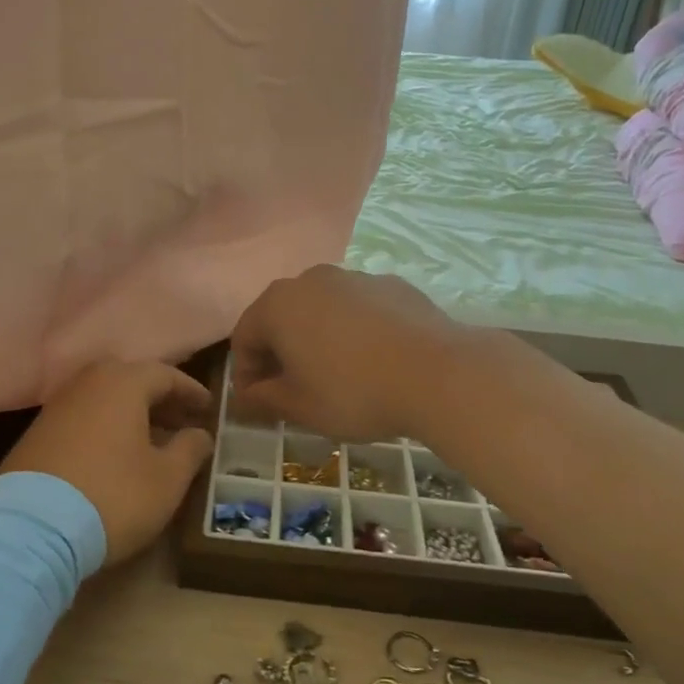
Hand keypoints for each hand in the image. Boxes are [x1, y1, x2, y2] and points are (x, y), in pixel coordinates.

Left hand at [0, 360, 214, 563]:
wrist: (32, 528)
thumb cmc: (114, 495)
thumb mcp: (167, 478)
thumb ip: (190, 449)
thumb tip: (200, 434)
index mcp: (123, 383)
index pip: (166, 375)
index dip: (191, 392)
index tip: (208, 409)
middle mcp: (87, 383)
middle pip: (131, 381)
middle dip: (160, 401)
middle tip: (181, 423)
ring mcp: (57, 407)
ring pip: (104, 400)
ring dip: (132, 415)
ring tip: (152, 442)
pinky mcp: (36, 434)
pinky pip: (83, 419)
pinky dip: (105, 429)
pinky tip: (115, 457)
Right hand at [229, 266, 473, 440]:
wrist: (439, 373)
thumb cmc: (353, 392)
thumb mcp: (299, 406)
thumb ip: (263, 399)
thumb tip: (245, 398)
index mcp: (277, 305)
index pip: (243, 338)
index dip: (245, 375)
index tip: (258, 404)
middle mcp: (311, 279)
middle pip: (280, 318)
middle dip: (279, 354)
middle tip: (291, 391)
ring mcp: (355, 277)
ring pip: (321, 310)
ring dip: (316, 340)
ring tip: (334, 376)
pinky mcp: (392, 284)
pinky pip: (358, 309)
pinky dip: (353, 331)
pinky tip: (372, 361)